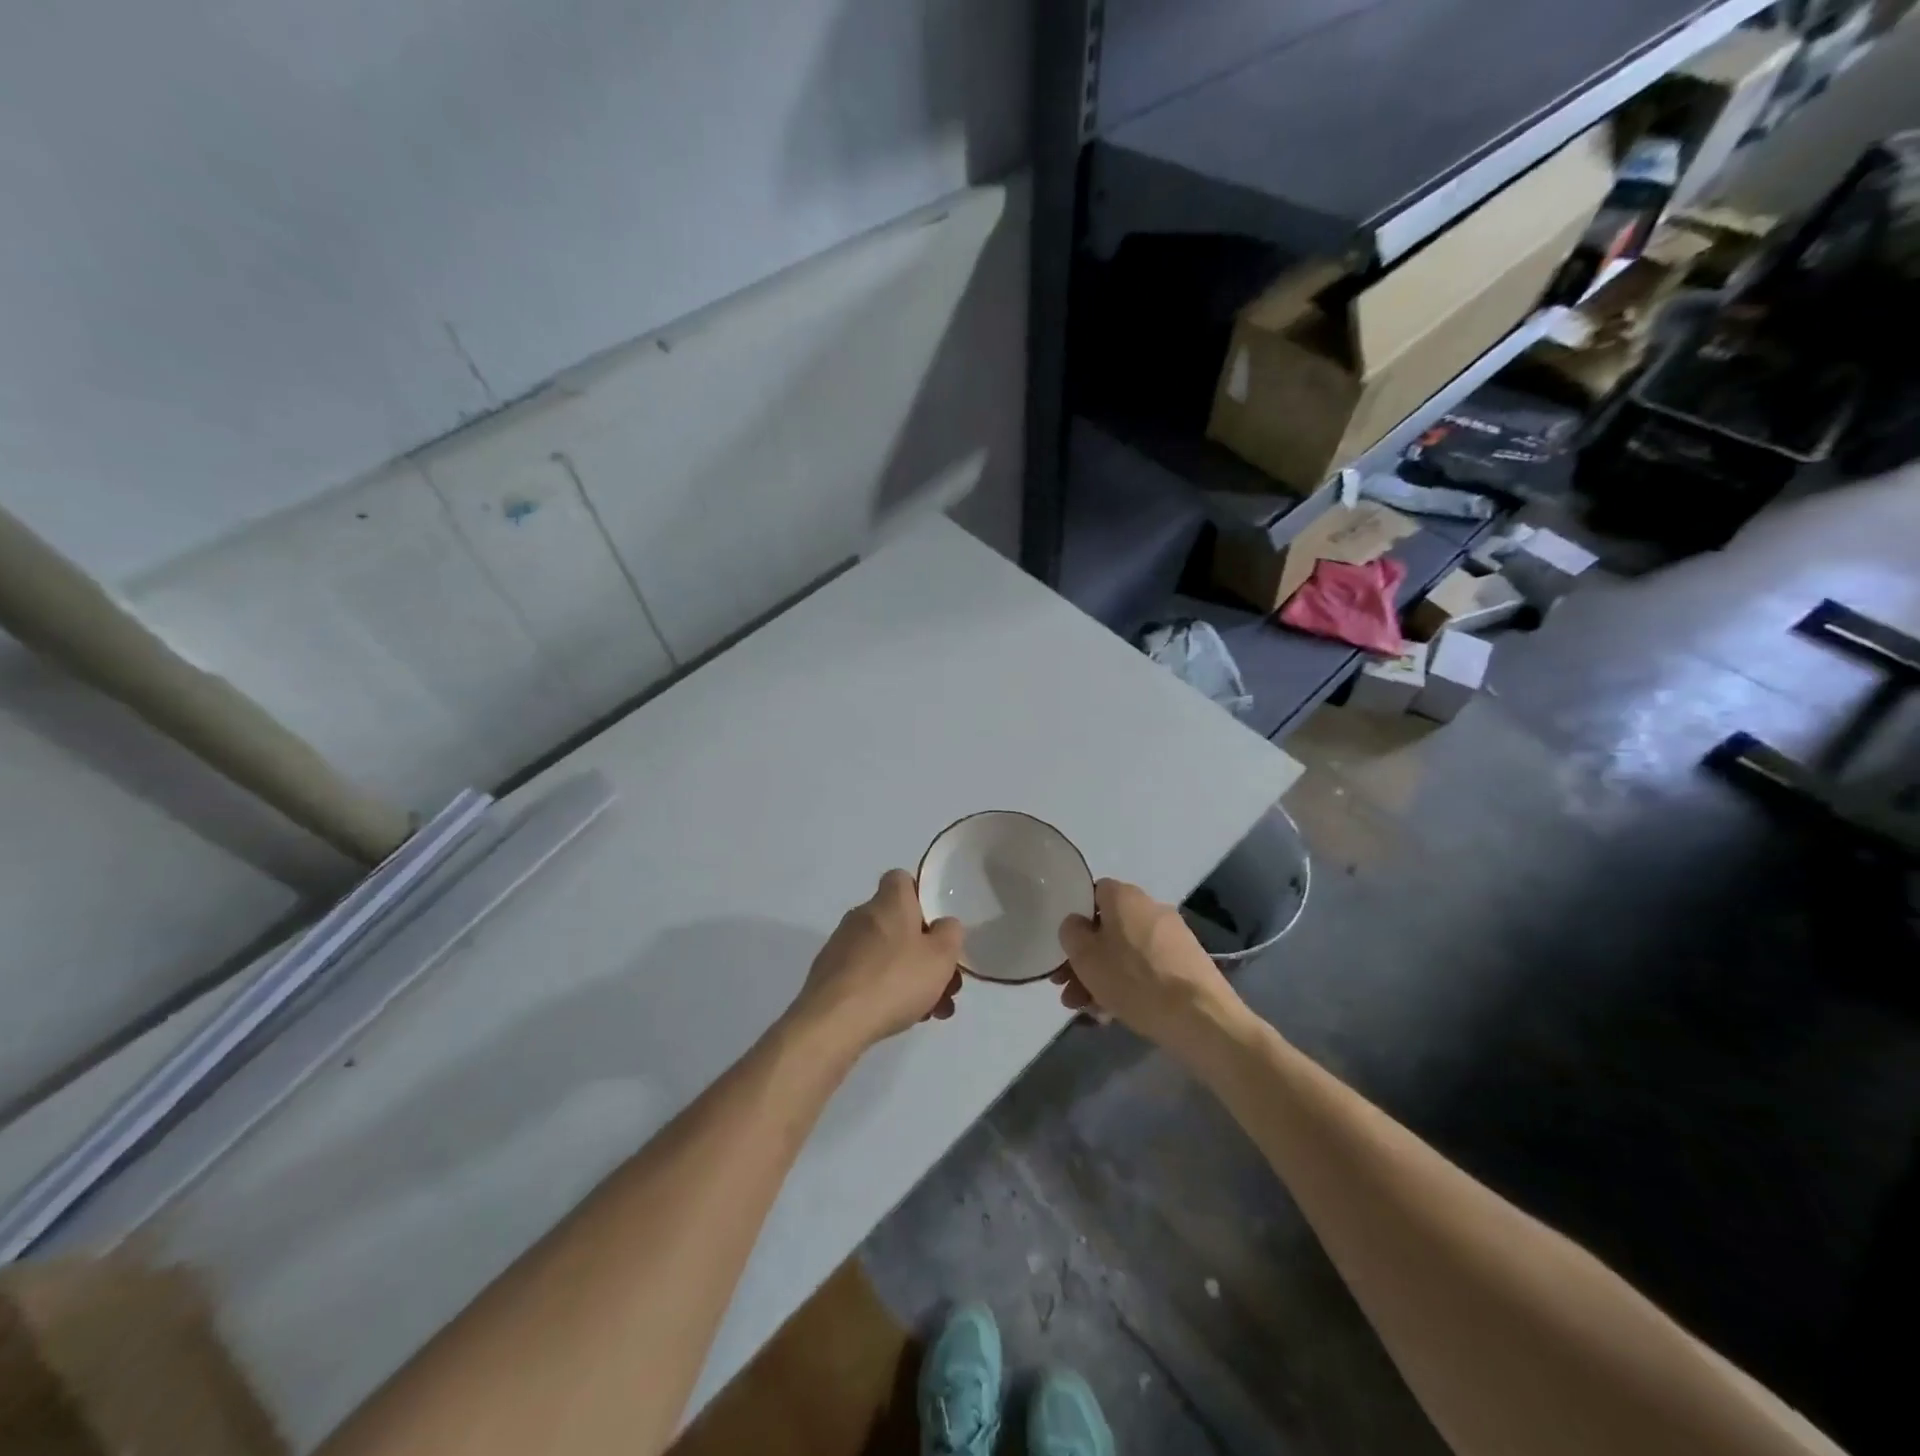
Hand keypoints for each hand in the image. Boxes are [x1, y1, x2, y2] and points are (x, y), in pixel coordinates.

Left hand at [788, 870, 964, 1056]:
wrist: (834, 1021)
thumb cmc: (895, 980)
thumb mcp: (941, 956)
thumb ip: (950, 933)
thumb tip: (943, 925)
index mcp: (889, 902)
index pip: (902, 880)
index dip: (921, 898)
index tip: (935, 928)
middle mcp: (862, 916)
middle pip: (899, 924)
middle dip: (924, 953)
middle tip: (944, 985)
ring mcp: (841, 945)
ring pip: (885, 954)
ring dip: (908, 977)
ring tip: (928, 1012)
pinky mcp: (829, 974)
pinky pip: (866, 974)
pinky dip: (884, 990)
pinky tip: (898, 1018)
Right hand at [1054, 879, 1240, 1049]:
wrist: (1199, 1017)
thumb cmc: (1133, 979)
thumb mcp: (1086, 956)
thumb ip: (1071, 932)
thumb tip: (1076, 924)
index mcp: (1125, 896)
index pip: (1092, 893)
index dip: (1075, 919)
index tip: (1065, 948)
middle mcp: (1150, 907)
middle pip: (1107, 929)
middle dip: (1085, 960)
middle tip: (1068, 989)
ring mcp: (1172, 936)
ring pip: (1125, 953)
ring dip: (1103, 978)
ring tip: (1089, 1011)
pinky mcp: (1186, 964)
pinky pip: (1147, 969)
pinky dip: (1129, 986)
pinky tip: (1114, 1015)